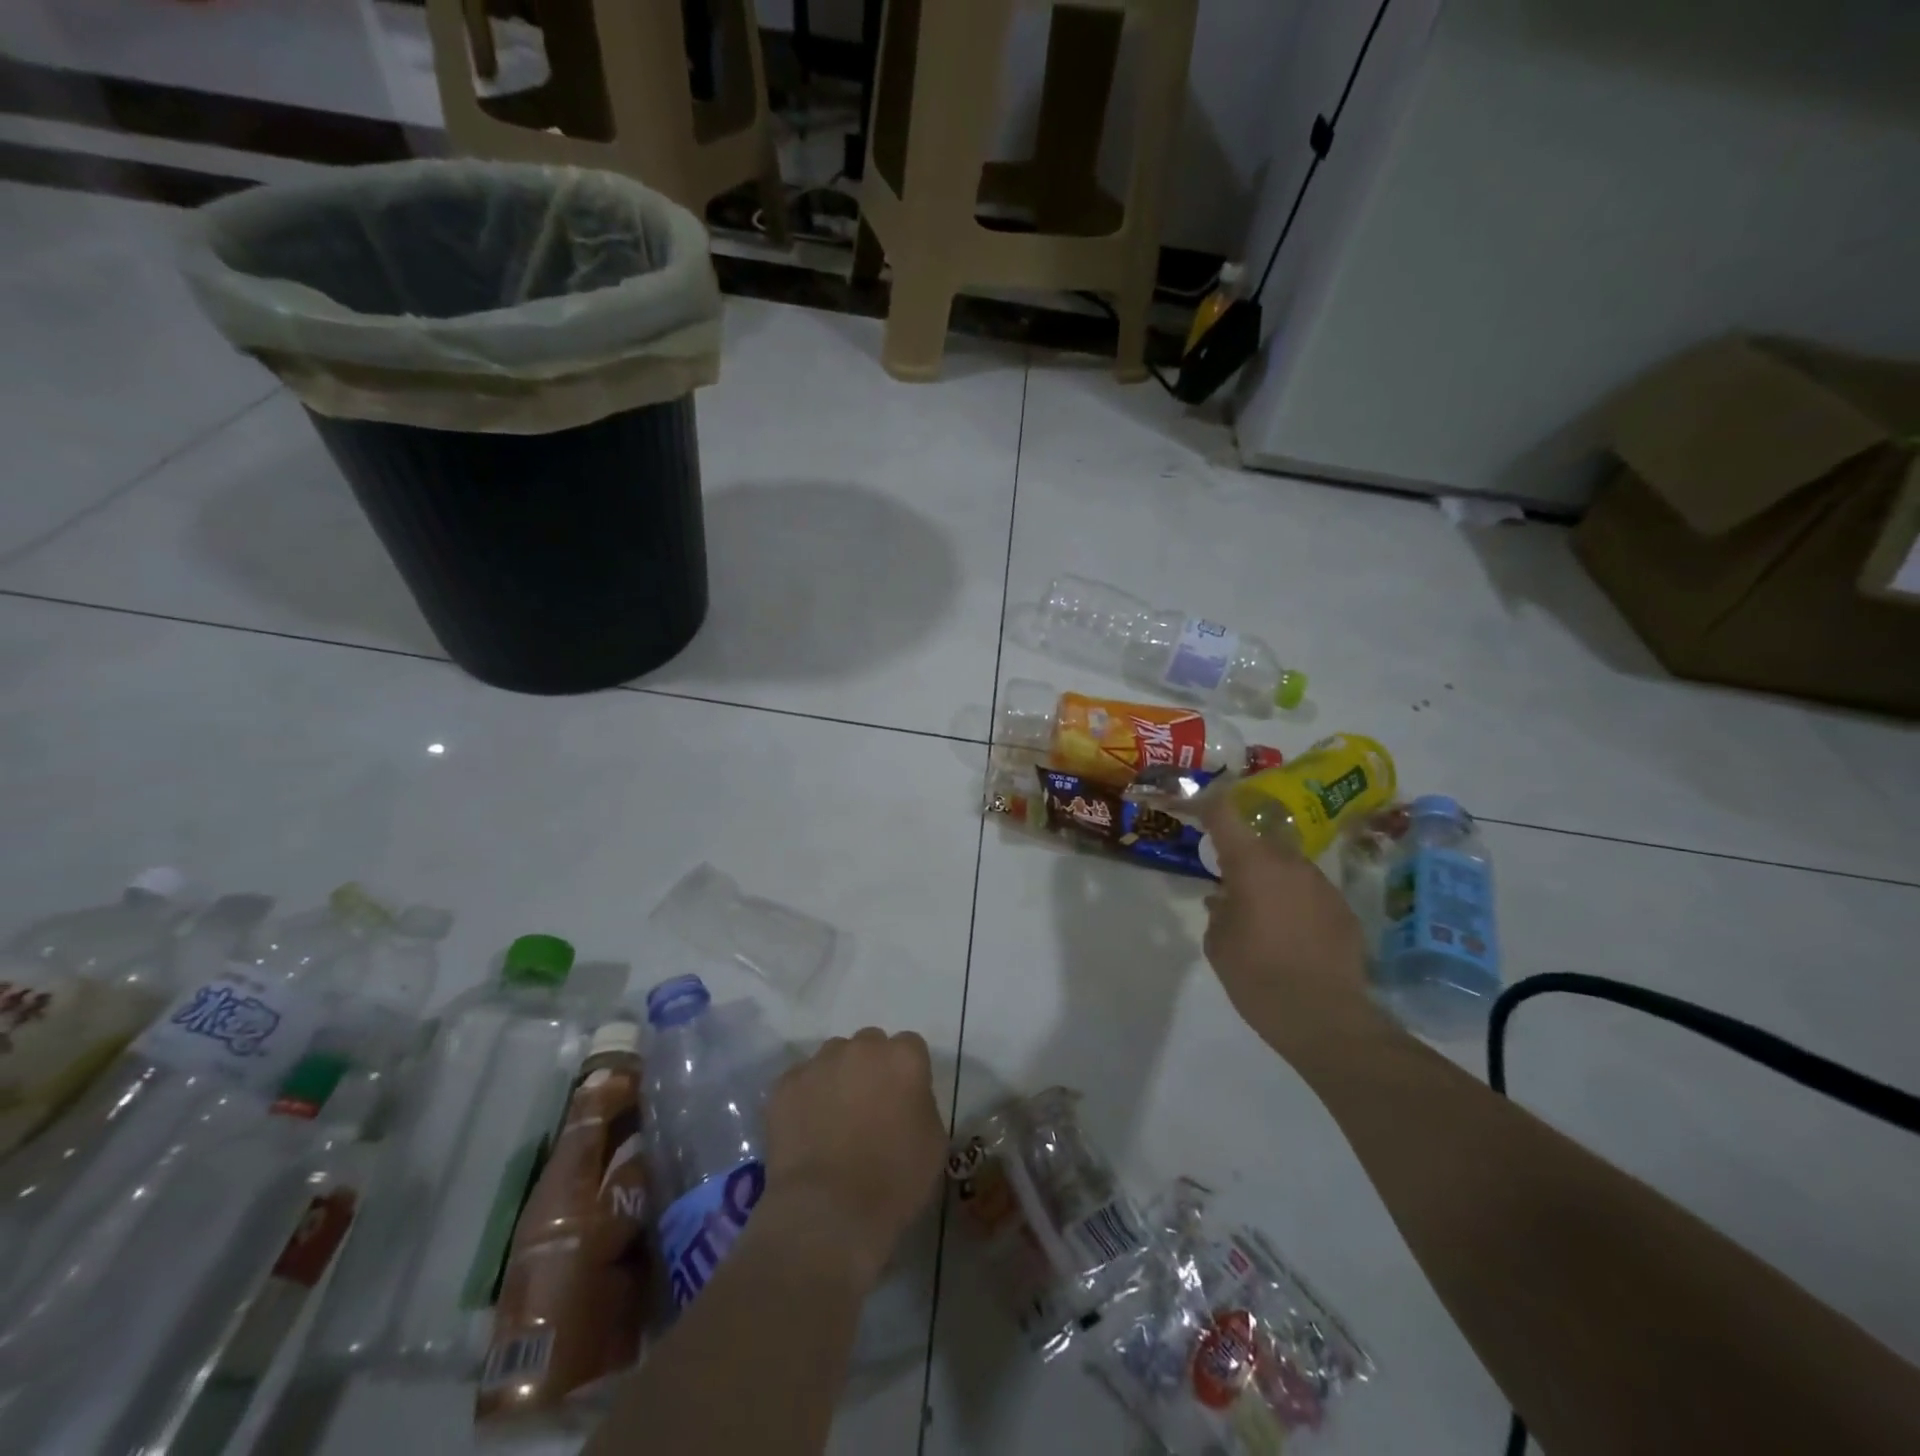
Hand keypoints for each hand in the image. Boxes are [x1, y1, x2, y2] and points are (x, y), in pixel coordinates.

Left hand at [760, 1028, 946, 1288]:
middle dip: (870, 1068)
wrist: (829, 1212)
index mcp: (904, 1057)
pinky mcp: (785, 1085)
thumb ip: (921, 1103)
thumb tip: (905, 1099)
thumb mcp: (934, 1141)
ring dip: (837, 1078)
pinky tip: (806, 1133)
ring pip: (832, 1058)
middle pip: (869, 1044)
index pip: (910, 1047)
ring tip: (832, 1121)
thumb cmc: (895, 1181)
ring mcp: (820, 1063)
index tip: (903, 1101)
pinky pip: (800, 1082)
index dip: (906, 1073)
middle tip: (868, 1108)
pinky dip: (804, 1099)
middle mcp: (862, 1047)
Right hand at [1197, 790, 1377, 1053]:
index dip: (1208, 804)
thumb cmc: (1257, 976)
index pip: (1225, 813)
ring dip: (1271, 879)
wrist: (1325, 1018)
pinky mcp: (1344, 911)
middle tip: (1228, 878)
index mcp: (1252, 864)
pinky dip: (1296, 902)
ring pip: (1289, 867)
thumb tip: (1224, 899)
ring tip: (1260, 912)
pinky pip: (1311, 893)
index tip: (1195, 806)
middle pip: (1261, 840)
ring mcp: (1323, 886)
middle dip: (1243, 852)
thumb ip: (1218, 911)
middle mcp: (1290, 864)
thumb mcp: (1218, 943)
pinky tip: (1290, 934)